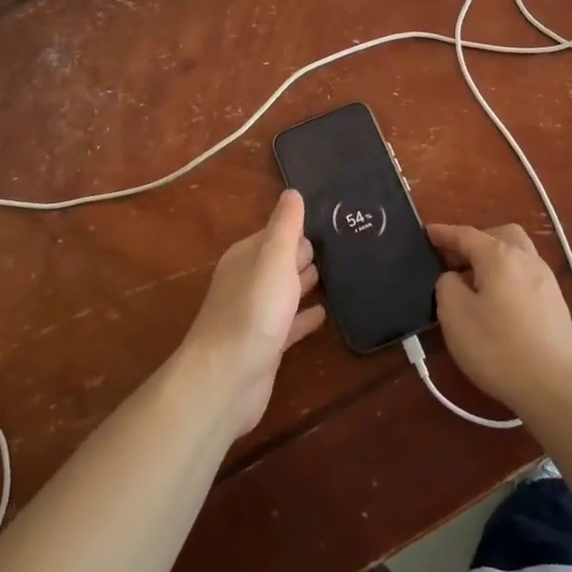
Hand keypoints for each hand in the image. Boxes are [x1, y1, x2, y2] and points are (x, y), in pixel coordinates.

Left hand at [183, 190, 325, 434]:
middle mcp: (248, 280)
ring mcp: (256, 314)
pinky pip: (290, 323)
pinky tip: (325, 313)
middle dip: (306, 252)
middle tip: (343, 244)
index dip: (300, 227)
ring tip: (340, 273)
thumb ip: (285, 226)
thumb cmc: (253, 310)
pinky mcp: (266, 344)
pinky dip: (305, 316)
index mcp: (247, 256)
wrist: (227, 378)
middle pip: (281, 260)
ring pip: (286, 290)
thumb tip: (292, 192)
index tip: (332, 220)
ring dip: (307, 281)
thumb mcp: (273, 258)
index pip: (277, 233)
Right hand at [428, 222, 571, 415]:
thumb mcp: (454, 314)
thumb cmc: (496, 347)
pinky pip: (527, 277)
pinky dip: (509, 279)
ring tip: (476, 284)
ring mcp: (547, 281)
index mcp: (499, 255)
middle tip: (457, 261)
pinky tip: (500, 305)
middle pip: (500, 235)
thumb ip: (447, 285)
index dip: (443, 233)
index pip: (466, 235)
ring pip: (518, 255)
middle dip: (477, 241)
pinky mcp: (557, 304)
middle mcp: (527, 259)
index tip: (426, 233)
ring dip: (495, 260)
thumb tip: (455, 278)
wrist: (553, 387)